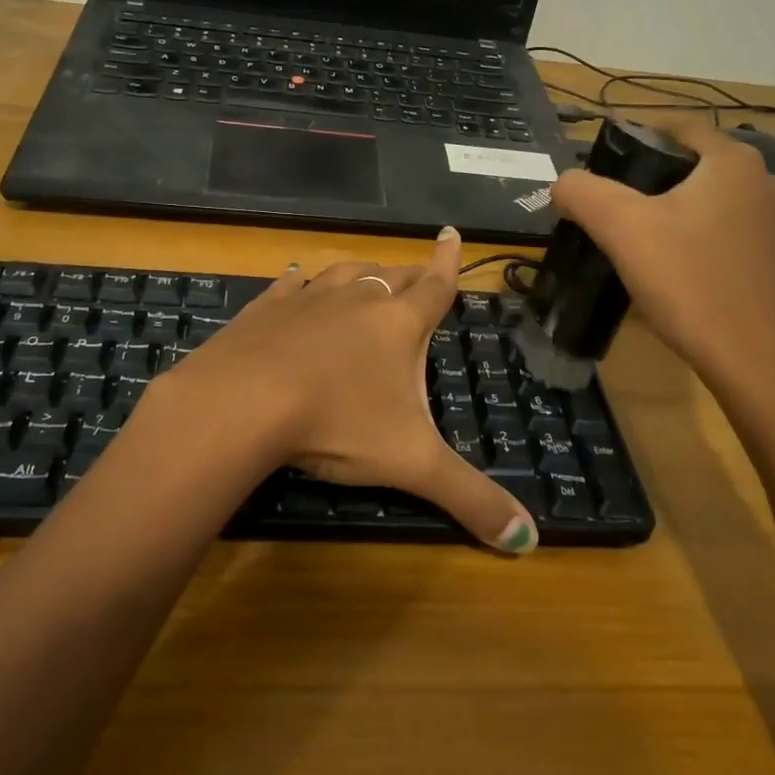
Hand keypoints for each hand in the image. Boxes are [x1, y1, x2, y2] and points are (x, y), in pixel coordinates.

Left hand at [159, 228, 537, 553]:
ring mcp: (308, 298)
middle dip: (410, 275)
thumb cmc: (338, 423)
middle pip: (393, 276)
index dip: (449, 262)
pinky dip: (300, 282)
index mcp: (399, 324)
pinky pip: (291, 284)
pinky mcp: (266, 308)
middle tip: (418, 274)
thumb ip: (470, 499)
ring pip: (345, 272)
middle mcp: (357, 299)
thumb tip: (530, 541)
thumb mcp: (411, 464)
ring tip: (368, 276)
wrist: (244, 401)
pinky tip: (295, 280)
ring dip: (361, 274)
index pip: (436, 286)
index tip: (450, 232)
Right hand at [550, 117, 774, 394]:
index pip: (677, 125)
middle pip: (688, 162)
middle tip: (603, 200)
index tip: (597, 157)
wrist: (756, 364)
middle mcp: (760, 183)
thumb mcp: (622, 229)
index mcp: (733, 162)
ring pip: (702, 199)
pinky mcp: (767, 261)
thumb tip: (563, 182)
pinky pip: (716, 230)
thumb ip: (583, 192)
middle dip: (644, 175)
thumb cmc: (690, 282)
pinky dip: (685, 235)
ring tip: (624, 234)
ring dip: (664, 208)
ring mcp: (770, 224)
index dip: (634, 133)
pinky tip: (661, 266)